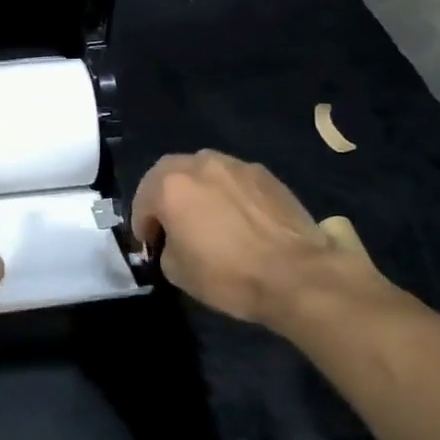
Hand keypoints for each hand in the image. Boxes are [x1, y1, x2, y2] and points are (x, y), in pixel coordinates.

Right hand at [132, 150, 386, 329]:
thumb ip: (166, 246)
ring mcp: (236, 165)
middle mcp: (199, 164)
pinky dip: (227, 193)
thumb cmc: (228, 274)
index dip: (142, 225)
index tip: (150, 246)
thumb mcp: (177, 271)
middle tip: (172, 223)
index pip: (143, 201)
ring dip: (196, 189)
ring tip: (207, 216)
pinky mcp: (266, 174)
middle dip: (164, 196)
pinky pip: (234, 179)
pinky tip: (238, 218)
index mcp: (170, 186)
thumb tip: (174, 241)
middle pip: (169, 173)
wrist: (297, 275)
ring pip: (203, 170)